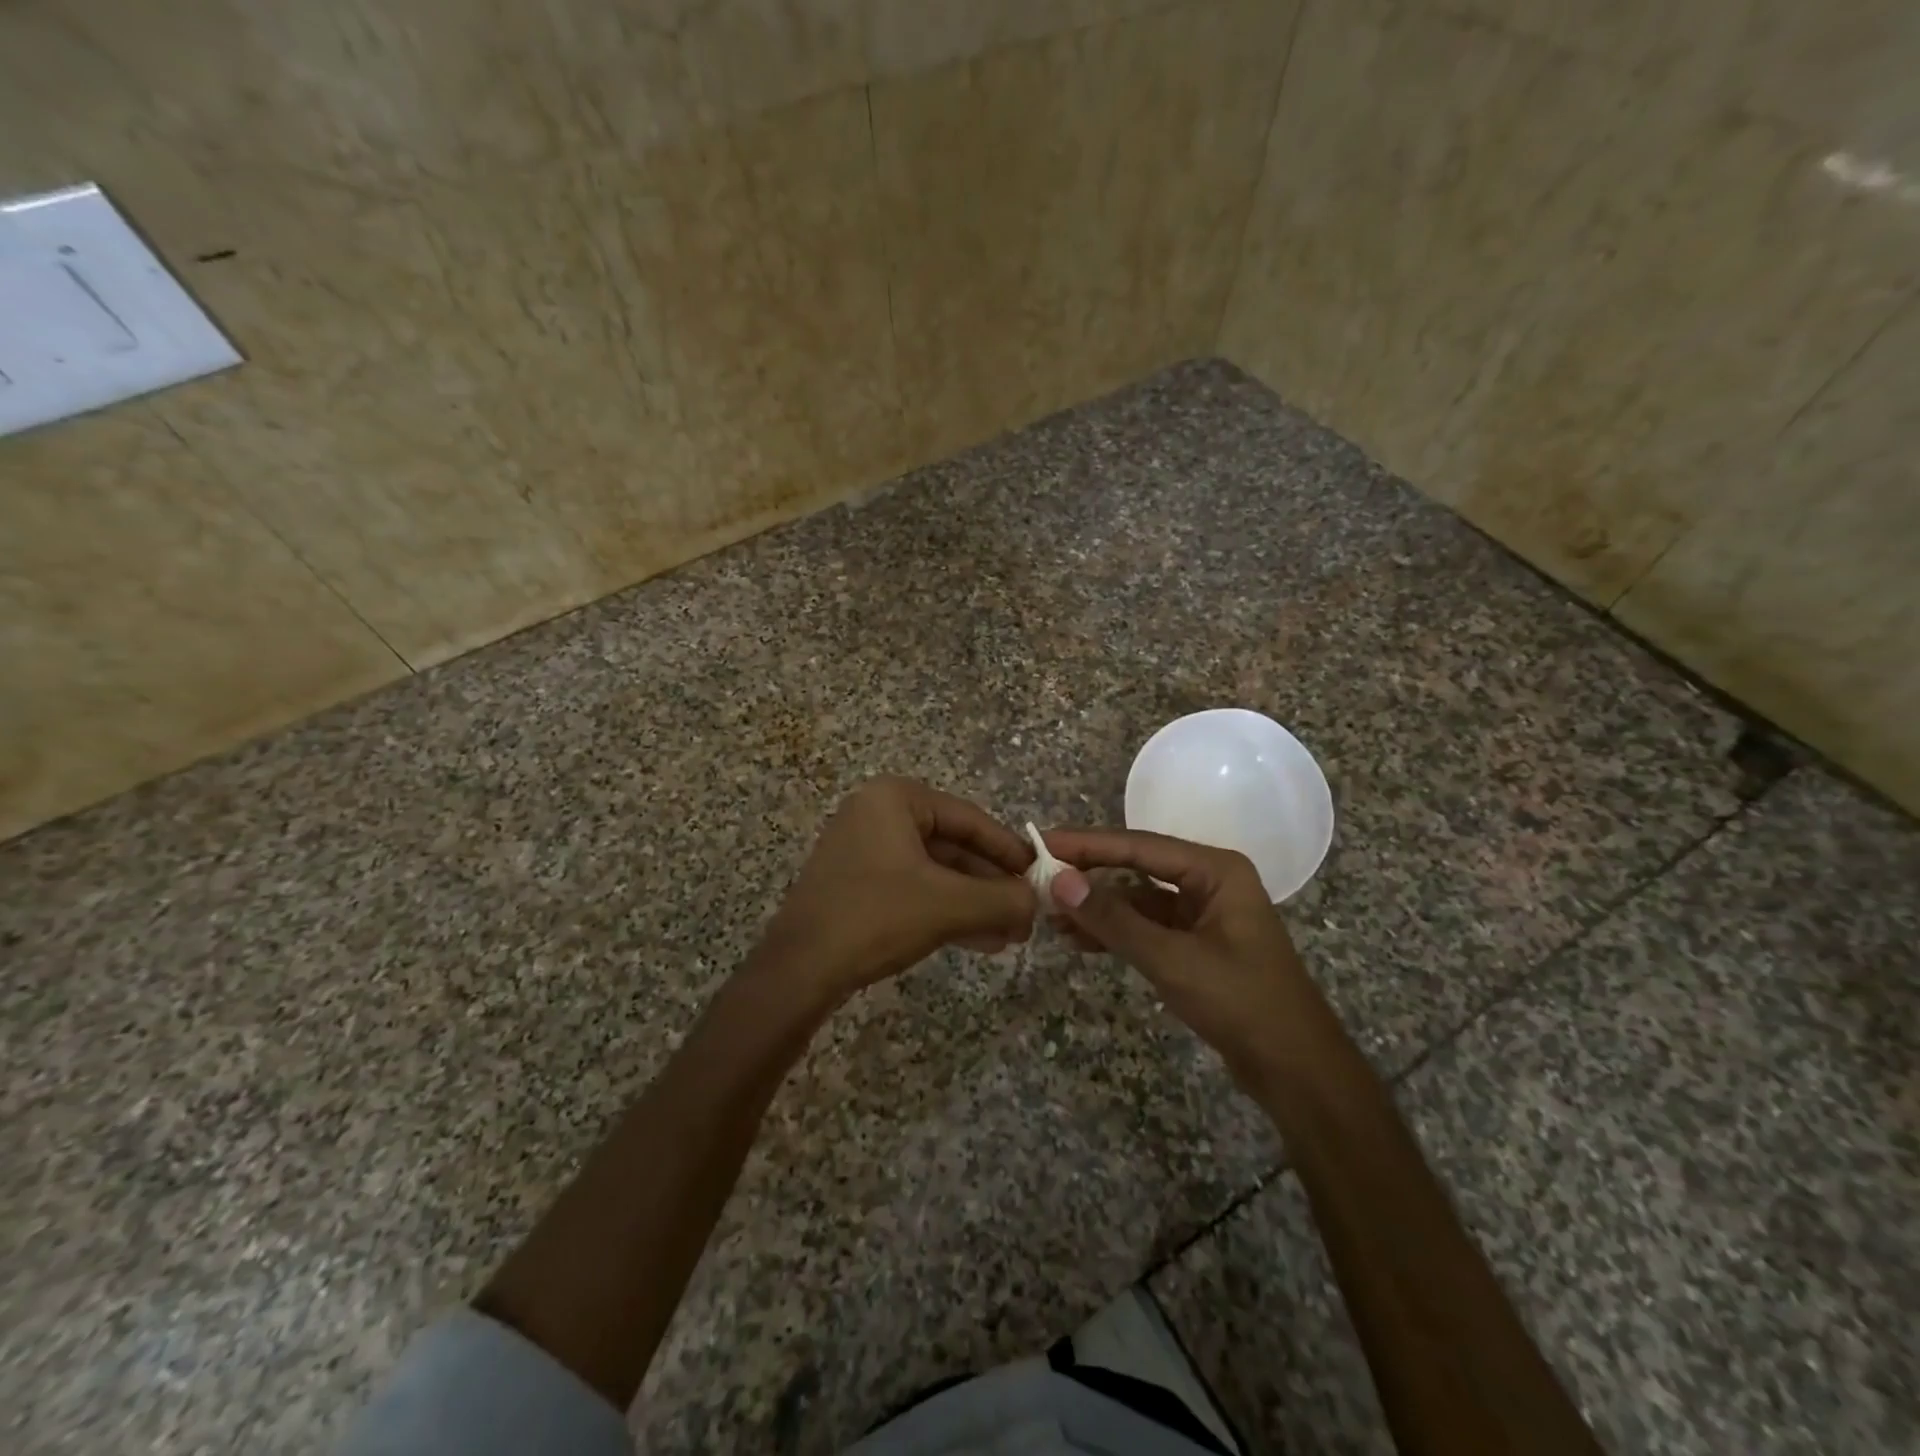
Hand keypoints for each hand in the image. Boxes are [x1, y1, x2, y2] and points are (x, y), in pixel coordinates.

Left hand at [757, 777, 1036, 1001]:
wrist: (799, 970)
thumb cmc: (876, 917)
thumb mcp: (950, 905)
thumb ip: (1002, 899)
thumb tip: (1038, 901)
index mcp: (895, 798)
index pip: (970, 818)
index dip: (1010, 850)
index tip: (1041, 876)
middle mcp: (877, 814)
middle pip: (953, 846)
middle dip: (992, 885)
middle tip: (1027, 914)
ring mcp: (863, 849)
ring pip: (935, 873)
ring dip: (973, 903)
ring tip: (1010, 935)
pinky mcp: (856, 884)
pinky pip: (913, 889)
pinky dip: (945, 911)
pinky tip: (980, 941)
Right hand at [1040, 829, 1320, 1084]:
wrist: (1297, 1071)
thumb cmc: (1241, 1003)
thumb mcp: (1172, 959)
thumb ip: (1114, 920)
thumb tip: (1059, 881)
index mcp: (1215, 870)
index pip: (1139, 847)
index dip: (1088, 844)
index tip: (1044, 842)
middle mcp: (1209, 882)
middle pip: (1136, 868)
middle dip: (1089, 876)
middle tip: (1038, 878)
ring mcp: (1202, 914)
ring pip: (1137, 900)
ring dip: (1097, 908)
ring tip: (1049, 916)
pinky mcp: (1195, 944)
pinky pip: (1146, 927)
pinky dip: (1115, 932)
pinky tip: (1079, 940)